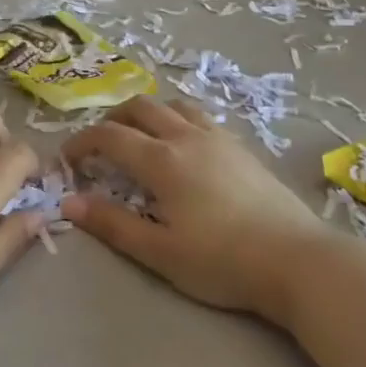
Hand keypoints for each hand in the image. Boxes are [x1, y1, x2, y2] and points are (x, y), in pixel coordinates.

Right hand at [62, 97, 323, 320]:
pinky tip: (184, 148)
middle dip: (112, 120)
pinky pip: (200, 118)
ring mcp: (219, 139)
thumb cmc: (222, 261)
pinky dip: (178, 121)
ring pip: (174, 106)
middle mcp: (187, 137)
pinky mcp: (242, 149)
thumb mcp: (159, 252)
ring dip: (148, 114)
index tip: (67, 160)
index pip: (109, 136)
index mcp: (162, 160)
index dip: (82, 142)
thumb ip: (112, 224)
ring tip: (141, 138)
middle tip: (100, 145)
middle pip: (141, 107)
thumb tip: (68, 203)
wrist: (297, 261)